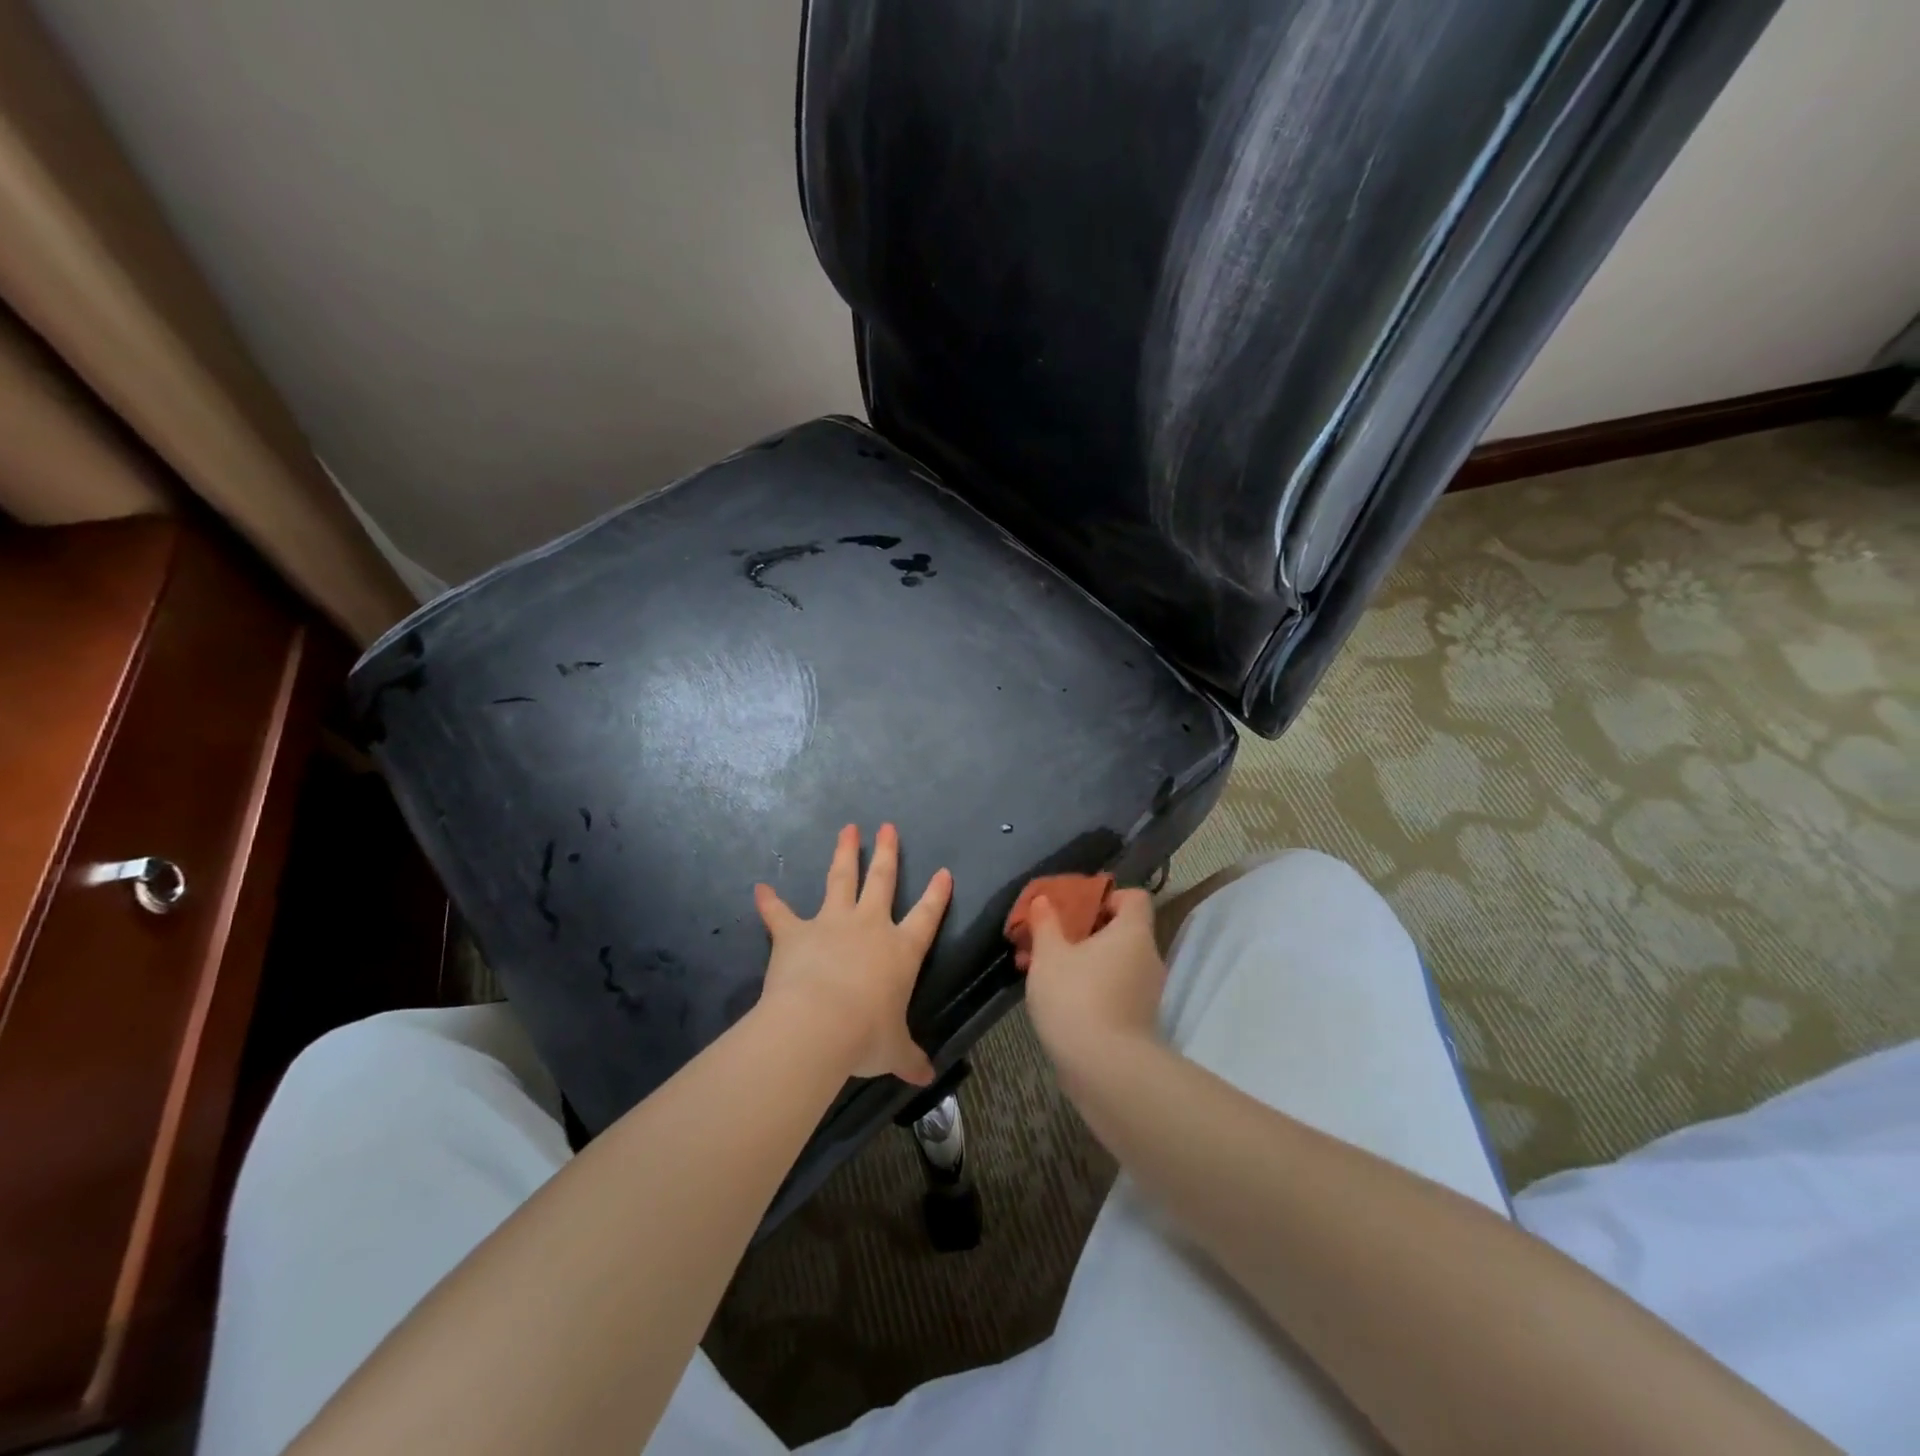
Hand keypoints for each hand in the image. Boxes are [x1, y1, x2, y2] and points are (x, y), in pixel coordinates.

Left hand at [753, 824, 950, 1084]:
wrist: (818, 1025)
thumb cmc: (865, 1036)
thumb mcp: (893, 1051)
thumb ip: (909, 1058)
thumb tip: (926, 1079)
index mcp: (900, 951)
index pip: (926, 916)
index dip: (937, 894)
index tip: (944, 872)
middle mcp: (869, 927)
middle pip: (881, 881)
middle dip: (887, 853)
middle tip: (888, 826)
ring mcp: (831, 924)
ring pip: (840, 878)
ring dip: (844, 853)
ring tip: (847, 829)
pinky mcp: (795, 933)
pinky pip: (780, 914)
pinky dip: (770, 903)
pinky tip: (760, 889)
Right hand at [1019, 888, 1166, 1070]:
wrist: (1105, 1070)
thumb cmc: (1076, 997)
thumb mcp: (1049, 955)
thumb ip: (1045, 924)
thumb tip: (1043, 900)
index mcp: (1133, 933)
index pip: (1134, 898)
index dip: (1107, 896)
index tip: (1076, 908)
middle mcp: (1148, 958)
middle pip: (1121, 931)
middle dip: (1085, 932)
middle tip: (1051, 940)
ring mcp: (1147, 993)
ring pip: (1114, 963)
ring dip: (1084, 962)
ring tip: (1046, 971)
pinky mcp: (1138, 1021)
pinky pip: (1115, 989)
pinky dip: (1091, 988)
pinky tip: (1060, 1000)